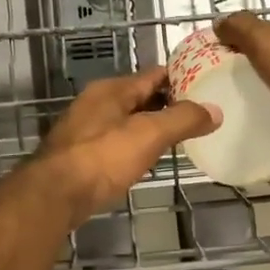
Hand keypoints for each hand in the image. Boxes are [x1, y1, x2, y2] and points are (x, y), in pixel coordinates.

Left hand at [31, 67, 219, 225]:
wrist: (54, 195)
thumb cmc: (103, 157)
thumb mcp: (149, 134)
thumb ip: (182, 119)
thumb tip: (215, 110)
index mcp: (112, 90)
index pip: (154, 74)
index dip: (182, 77)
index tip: (208, 86)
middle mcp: (96, 103)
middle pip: (140, 97)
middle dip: (168, 104)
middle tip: (200, 115)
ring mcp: (84, 129)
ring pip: (127, 121)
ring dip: (151, 127)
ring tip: (180, 138)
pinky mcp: (80, 156)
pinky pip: (115, 143)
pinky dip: (134, 146)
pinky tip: (147, 160)